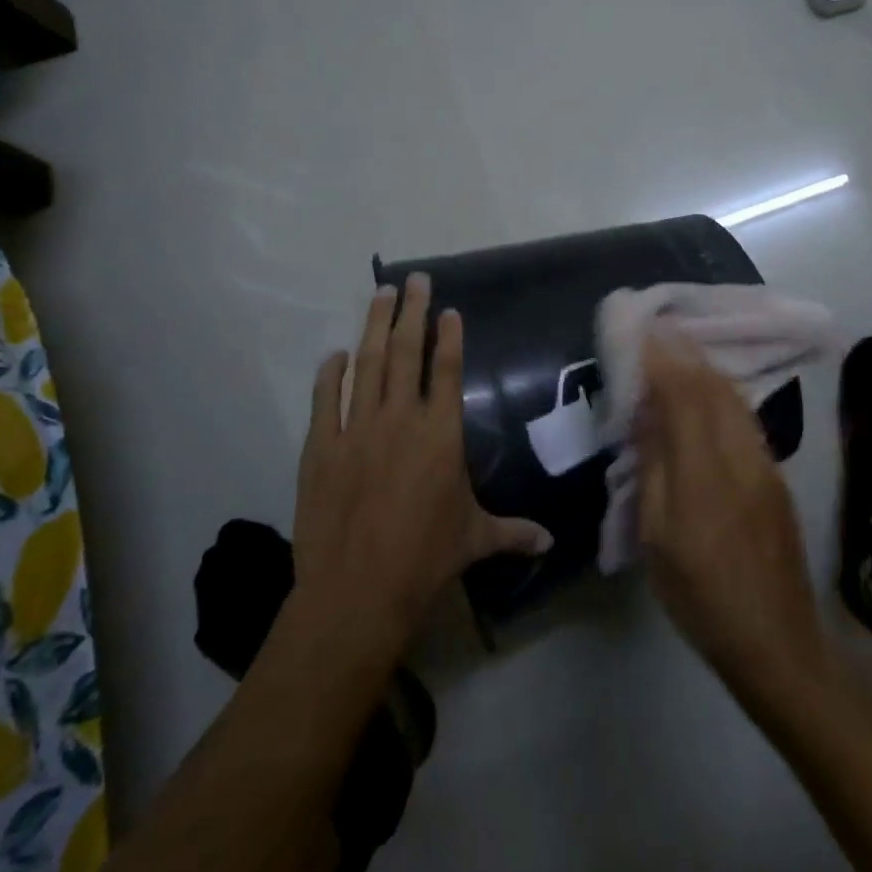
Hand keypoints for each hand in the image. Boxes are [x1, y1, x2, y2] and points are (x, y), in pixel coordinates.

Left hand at [292, 274, 552, 654]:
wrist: (357, 590)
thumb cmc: (425, 558)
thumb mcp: (475, 539)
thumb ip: (514, 532)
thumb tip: (551, 542)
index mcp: (440, 433)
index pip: (445, 370)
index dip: (448, 336)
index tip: (448, 309)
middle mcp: (399, 419)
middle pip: (405, 352)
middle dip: (411, 312)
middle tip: (415, 280)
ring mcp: (356, 429)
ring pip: (366, 364)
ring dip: (373, 326)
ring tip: (380, 294)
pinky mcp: (320, 447)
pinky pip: (324, 400)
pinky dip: (329, 374)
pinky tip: (334, 355)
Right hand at [635, 326, 828, 704]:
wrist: (777, 643)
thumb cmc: (701, 596)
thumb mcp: (658, 538)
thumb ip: (654, 468)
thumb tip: (647, 412)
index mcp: (704, 474)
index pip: (683, 395)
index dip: (663, 359)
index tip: (643, 329)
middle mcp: (741, 457)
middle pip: (714, 387)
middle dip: (684, 352)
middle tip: (658, 327)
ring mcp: (766, 464)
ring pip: (734, 398)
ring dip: (705, 367)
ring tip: (679, 349)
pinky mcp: (776, 477)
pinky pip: (745, 417)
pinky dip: (721, 392)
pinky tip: (708, 391)